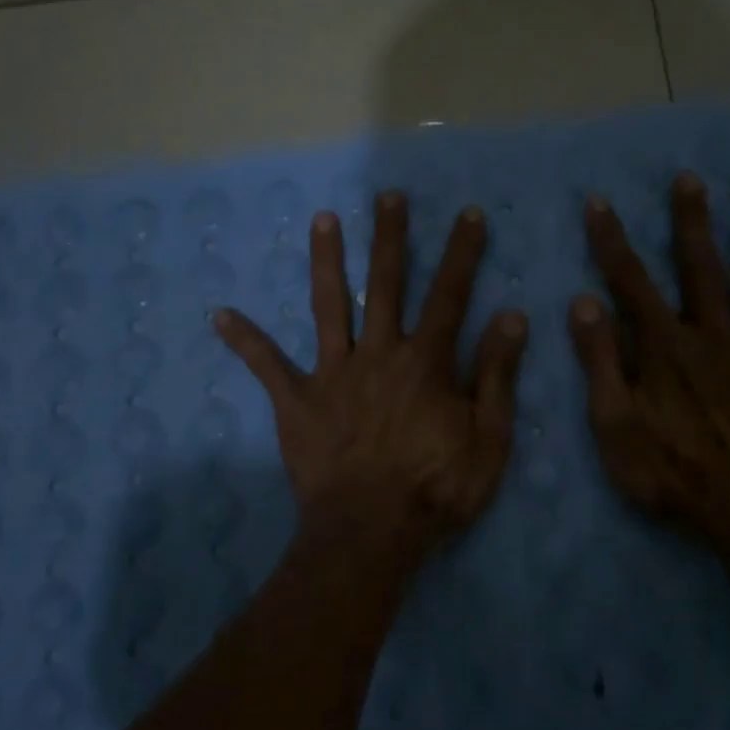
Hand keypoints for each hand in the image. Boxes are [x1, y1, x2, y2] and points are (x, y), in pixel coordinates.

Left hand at [217, 192, 526, 562]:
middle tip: (388, 196)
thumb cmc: (437, 490)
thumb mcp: (489, 438)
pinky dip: (245, 341)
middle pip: (385, 284)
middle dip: (390, 237)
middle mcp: (379, 353)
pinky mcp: (297, 402)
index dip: (463, 253)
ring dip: (326, 261)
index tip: (470, 215)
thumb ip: (497, 375)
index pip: (450, 295)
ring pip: (329, 306)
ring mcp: (334, 374)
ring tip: (322, 219)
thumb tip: (511, 316)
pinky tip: (219, 315)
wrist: (371, 534)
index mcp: (426, 362)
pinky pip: (267, 367)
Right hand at [568, 172, 729, 556]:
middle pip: (700, 267)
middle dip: (691, 221)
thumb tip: (583, 301)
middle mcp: (713, 334)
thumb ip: (600, 360)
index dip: (612, 240)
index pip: (630, 282)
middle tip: (690, 178)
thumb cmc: (671, 471)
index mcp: (665, 346)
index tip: (599, 201)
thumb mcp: (614, 423)